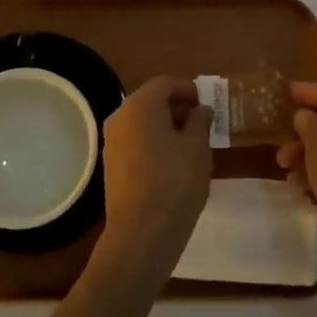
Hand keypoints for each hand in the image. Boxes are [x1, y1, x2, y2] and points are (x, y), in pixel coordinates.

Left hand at [96, 77, 211, 280]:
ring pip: (141, 122)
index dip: (187, 89)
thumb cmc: (175, 183)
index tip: (205, 105)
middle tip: (201, 124)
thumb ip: (200, 122)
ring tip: (190, 145)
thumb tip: (200, 110)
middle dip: (176, 107)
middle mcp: (120, 116)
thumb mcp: (198, 148)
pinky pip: (134, 141)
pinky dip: (152, 142)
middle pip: (150, 100)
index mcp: (141, 105)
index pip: (165, 83)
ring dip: (165, 126)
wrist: (141, 233)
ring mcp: (111, 141)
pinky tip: (171, 163)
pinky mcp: (111, 163)